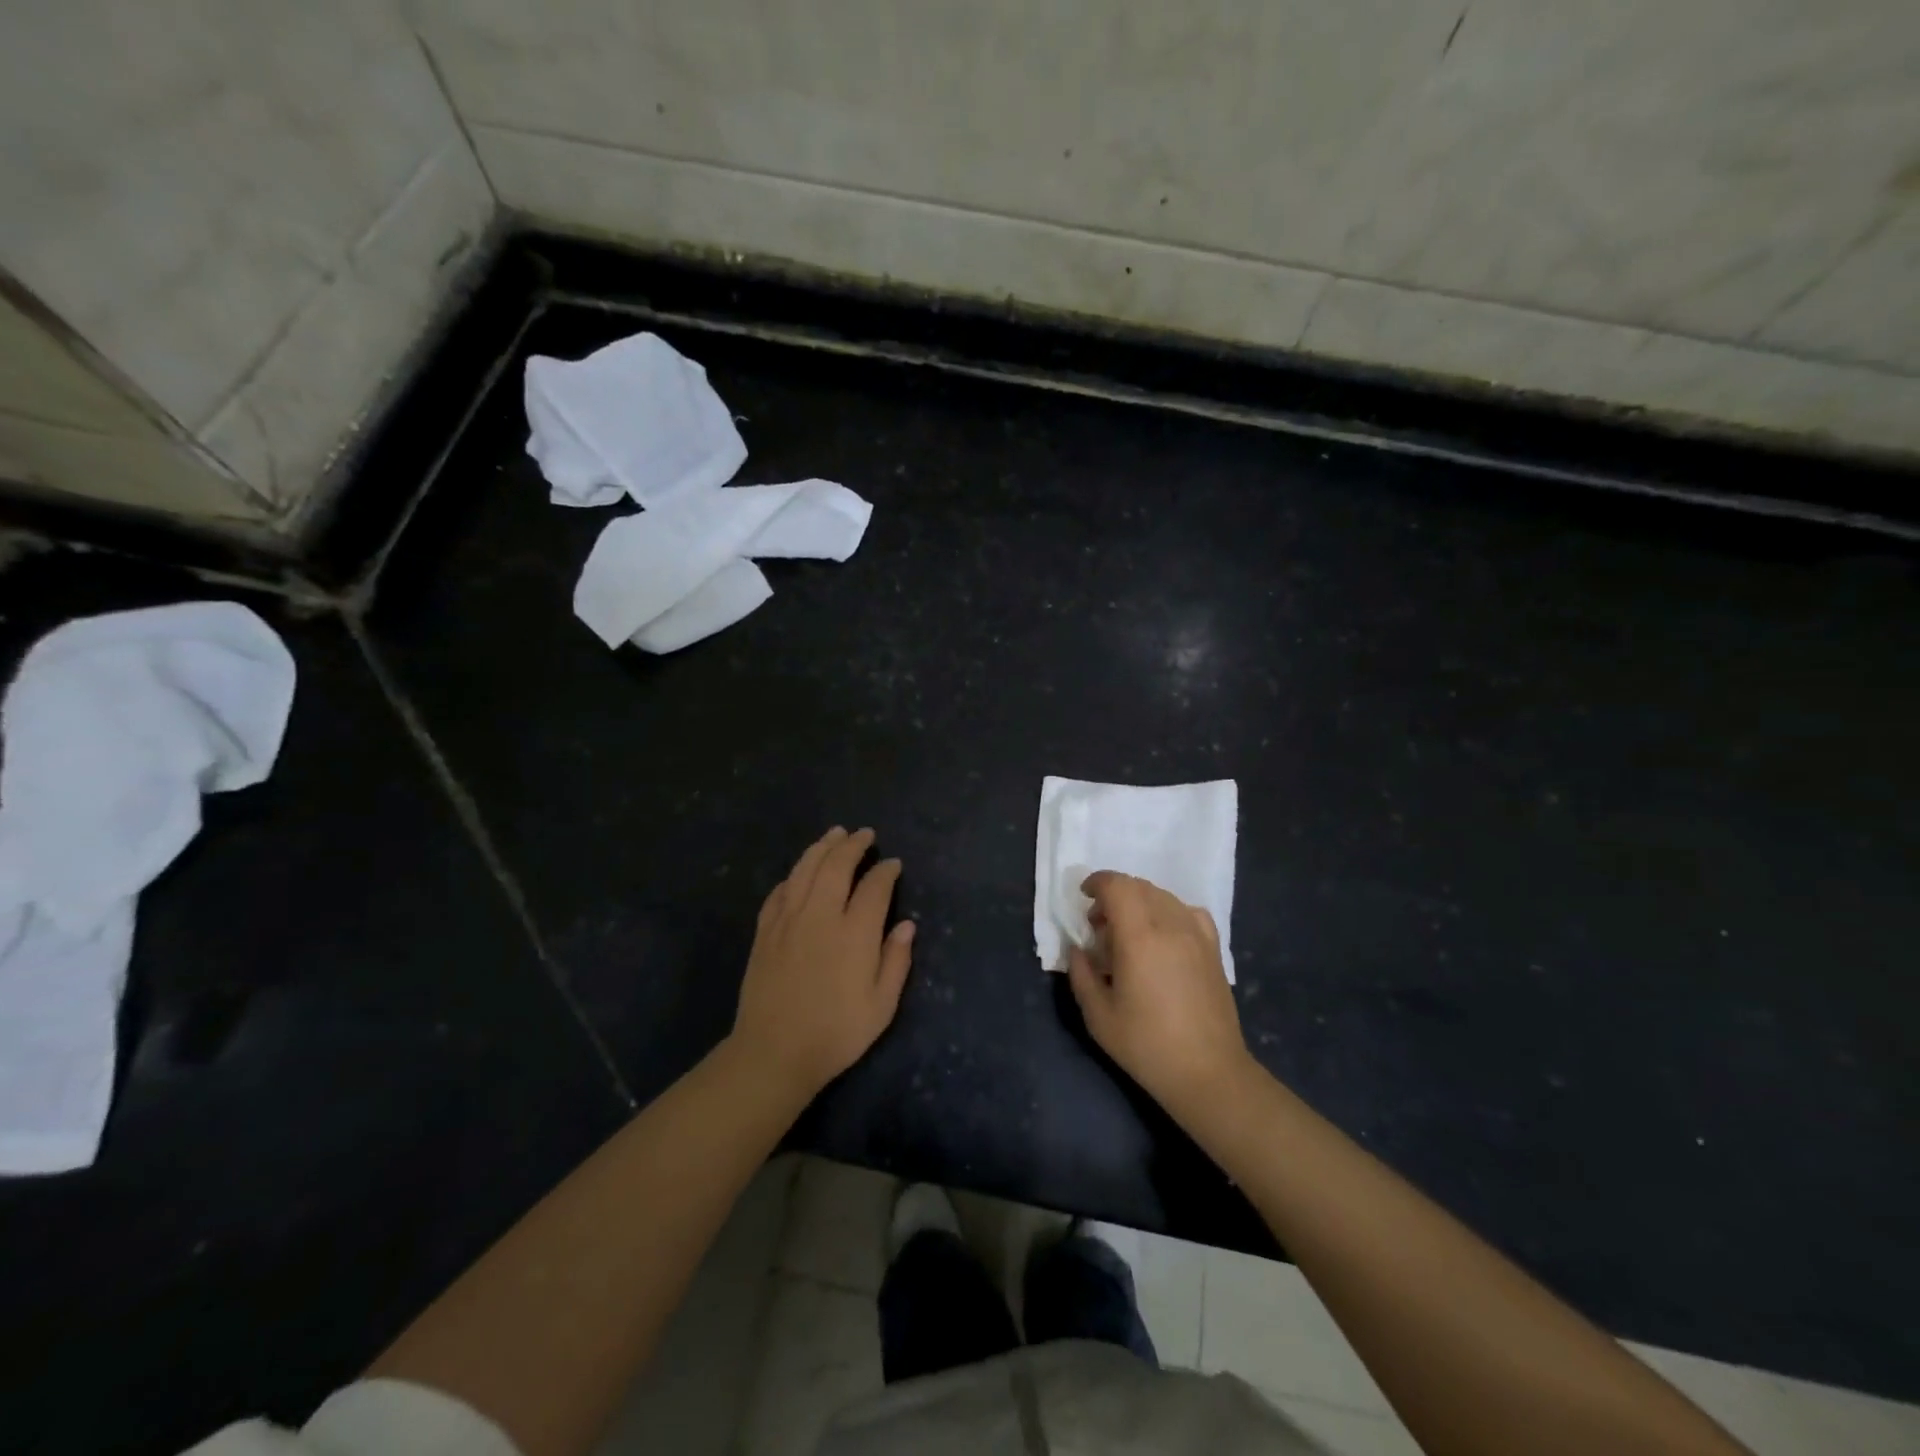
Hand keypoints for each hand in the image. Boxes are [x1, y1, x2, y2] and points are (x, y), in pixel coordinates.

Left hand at [731, 827, 915, 1100]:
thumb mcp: (881, 1006)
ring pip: (805, 869)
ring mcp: (788, 920)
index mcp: (854, 933)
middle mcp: (820, 916)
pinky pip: (780, 891)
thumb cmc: (836, 1033)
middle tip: (865, 834)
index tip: (893, 864)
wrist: (774, 1053)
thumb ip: (896, 961)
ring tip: (835, 833)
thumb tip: (908, 924)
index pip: (874, 887)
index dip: (886, 871)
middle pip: (836, 866)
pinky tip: (800, 872)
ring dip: (822, 847)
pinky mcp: (765, 931)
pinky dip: (794, 875)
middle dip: (853, 845)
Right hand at [1067, 871, 1252, 1118]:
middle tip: (1099, 925)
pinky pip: (1188, 911)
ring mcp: (1197, 935)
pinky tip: (1163, 936)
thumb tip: (1079, 949)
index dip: (1098, 883)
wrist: (1208, 1073)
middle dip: (1114, 894)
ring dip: (1139, 902)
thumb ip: (1081, 974)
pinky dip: (1168, 911)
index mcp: (1139, 938)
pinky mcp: (1214, 948)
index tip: (1084, 897)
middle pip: (1139, 886)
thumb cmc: (1147, 1045)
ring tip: (1128, 933)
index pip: (1118, 886)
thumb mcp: (1098, 1016)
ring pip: (1163, 896)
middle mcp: (1171, 925)